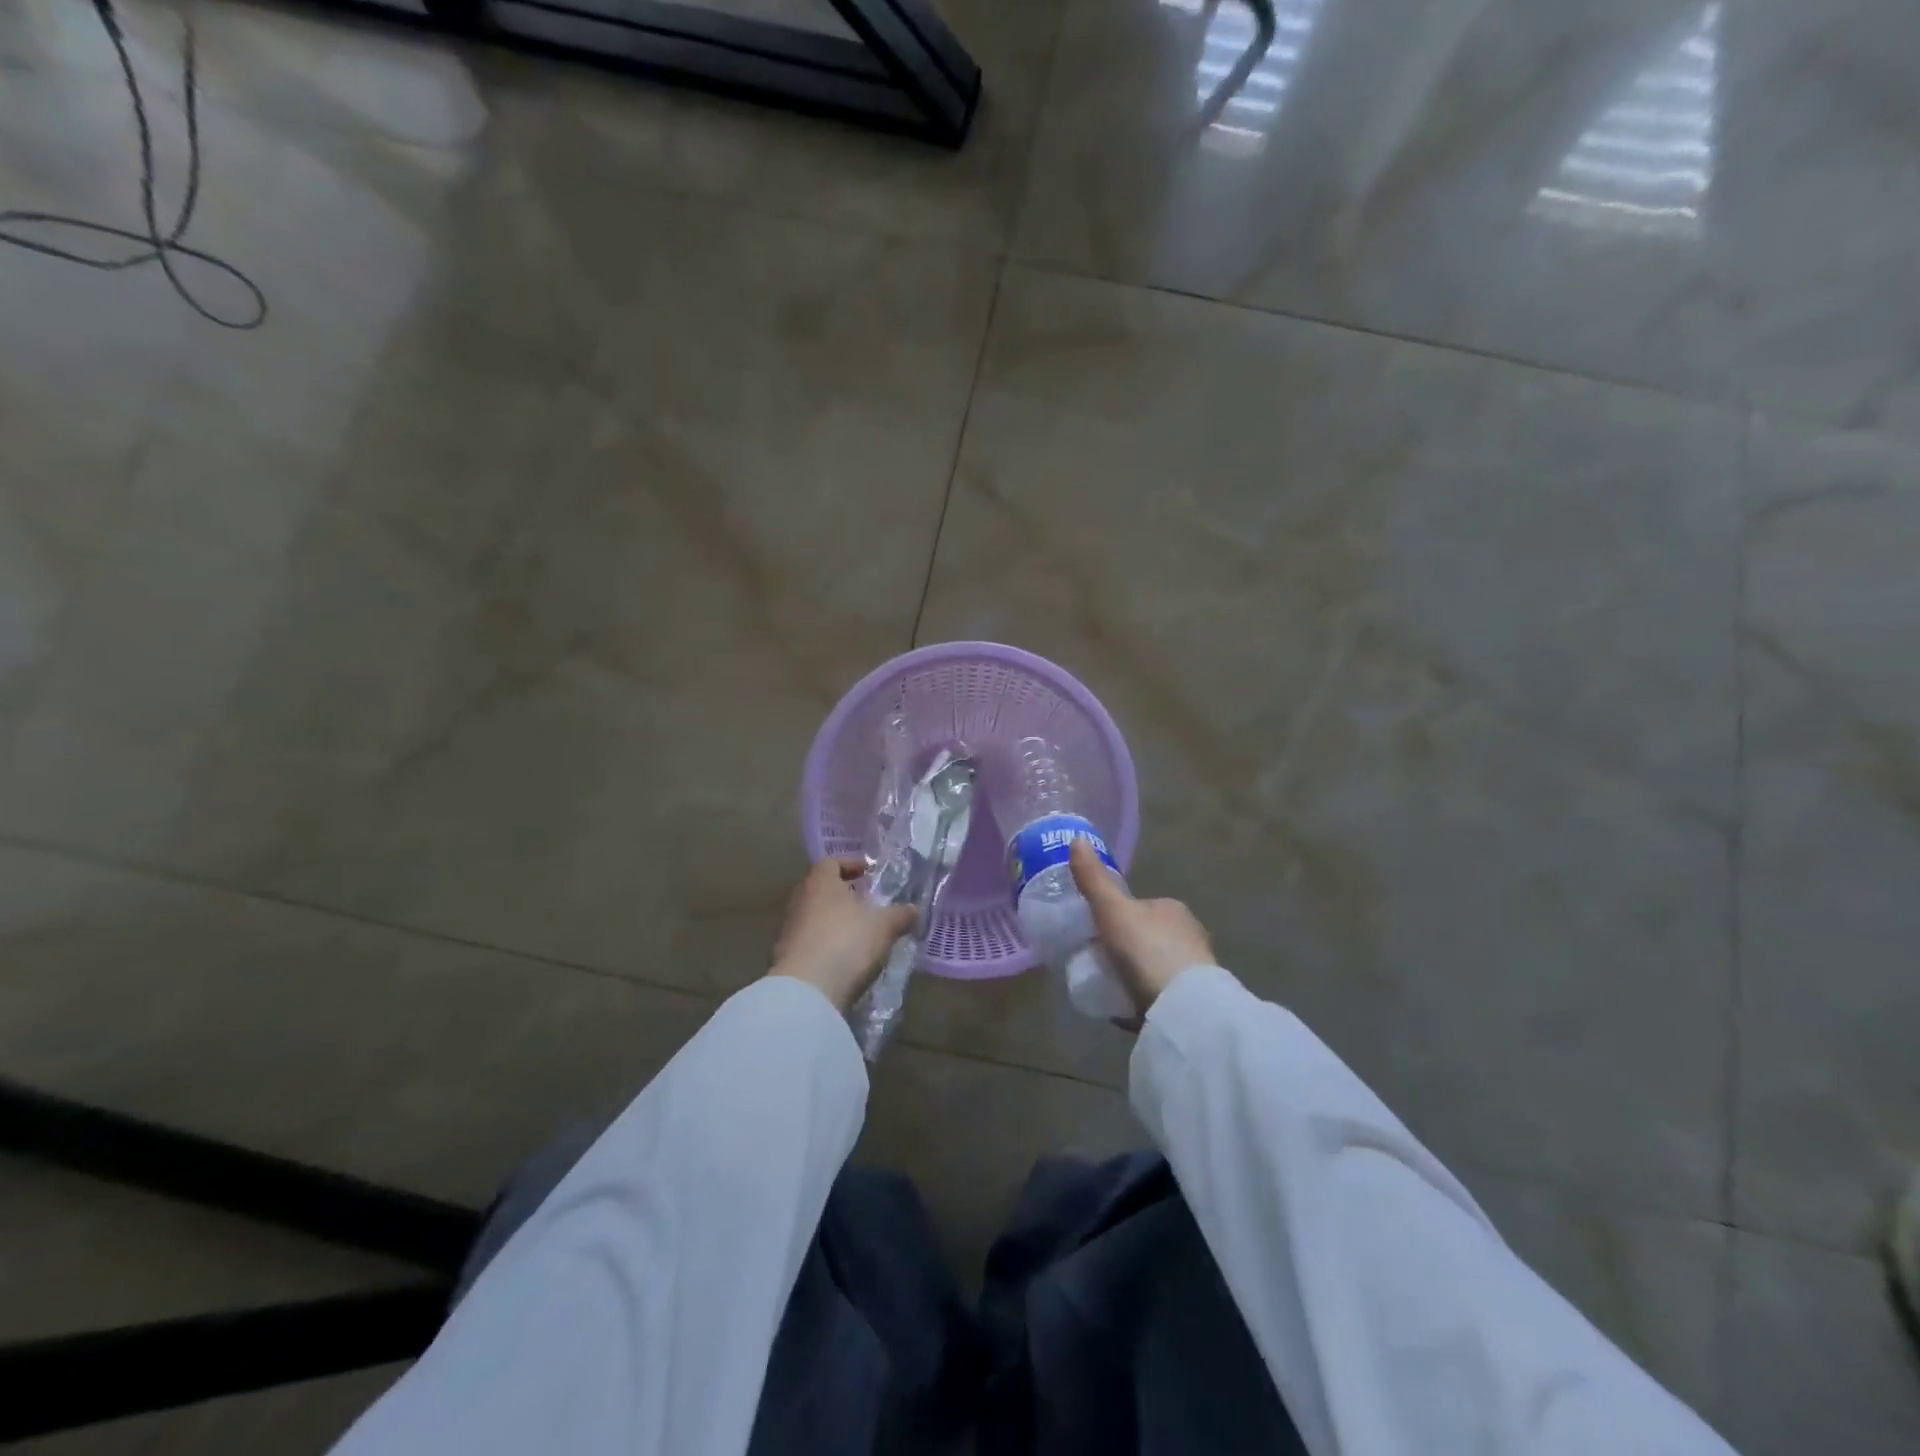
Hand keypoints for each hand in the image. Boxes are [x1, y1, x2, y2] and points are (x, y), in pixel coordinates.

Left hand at [768, 858, 917, 1013]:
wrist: (806, 990)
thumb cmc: (846, 941)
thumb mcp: (884, 925)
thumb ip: (901, 914)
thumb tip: (914, 910)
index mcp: (820, 882)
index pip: (832, 862)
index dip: (852, 864)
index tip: (869, 874)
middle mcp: (800, 899)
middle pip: (823, 889)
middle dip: (845, 894)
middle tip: (868, 903)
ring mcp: (789, 929)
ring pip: (816, 916)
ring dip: (836, 921)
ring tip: (861, 933)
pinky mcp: (786, 956)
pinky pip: (811, 941)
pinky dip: (828, 943)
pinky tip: (846, 957)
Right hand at [1069, 837, 1214, 1015]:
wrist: (1184, 1007)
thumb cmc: (1148, 950)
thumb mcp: (1112, 911)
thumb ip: (1094, 880)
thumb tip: (1077, 839)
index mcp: (1172, 908)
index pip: (1139, 907)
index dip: (1116, 918)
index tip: (1094, 934)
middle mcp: (1189, 934)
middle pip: (1147, 937)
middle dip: (1126, 948)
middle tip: (1095, 964)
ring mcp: (1195, 970)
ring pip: (1155, 967)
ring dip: (1136, 976)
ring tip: (1107, 989)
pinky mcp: (1193, 1002)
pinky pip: (1161, 995)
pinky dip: (1145, 1000)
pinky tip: (1126, 1011)